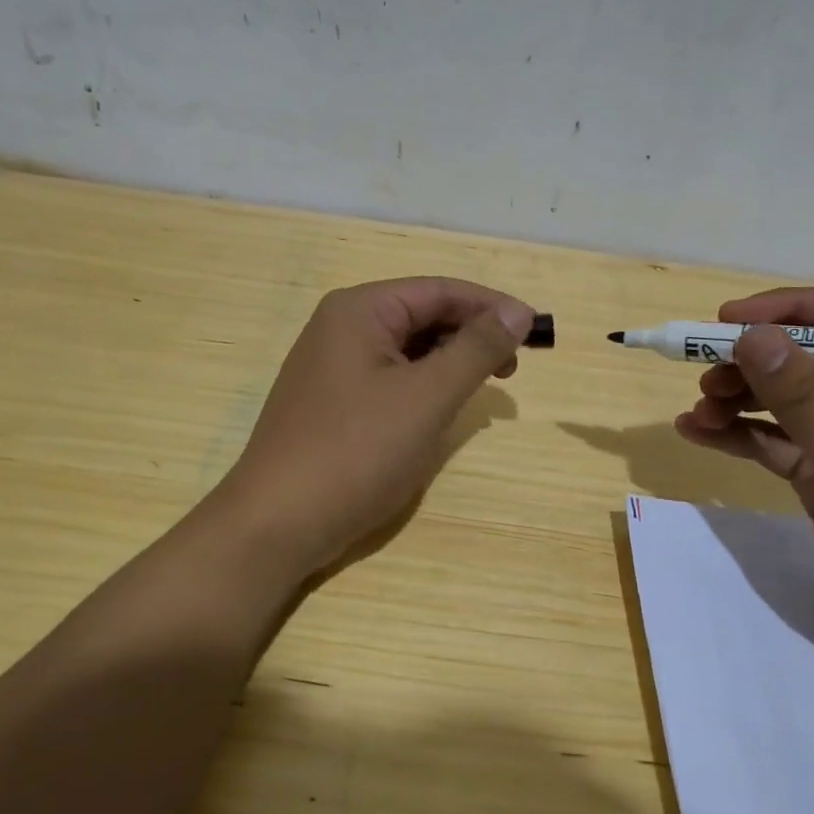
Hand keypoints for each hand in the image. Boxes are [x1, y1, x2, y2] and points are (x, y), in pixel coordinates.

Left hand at [214, 278, 532, 577]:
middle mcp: (341, 327)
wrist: (277, 523)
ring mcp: (331, 366)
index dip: (492, 307)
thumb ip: (475, 349)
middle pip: (422, 315)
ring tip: (482, 390)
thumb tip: (518, 311)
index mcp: (360, 310)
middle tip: (512, 369)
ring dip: (449, 363)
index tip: (537, 332)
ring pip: (406, 350)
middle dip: (471, 336)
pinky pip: (388, 378)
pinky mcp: (331, 402)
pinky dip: (422, 387)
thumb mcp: (427, 397)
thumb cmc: (357, 452)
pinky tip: (439, 411)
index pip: (440, 290)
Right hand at [673, 287, 813, 669]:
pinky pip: (777, 440)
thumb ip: (807, 401)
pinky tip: (696, 432)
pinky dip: (739, 435)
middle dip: (754, 363)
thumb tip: (753, 337)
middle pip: (811, 357)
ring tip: (697, 411)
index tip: (729, 319)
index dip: (790, 310)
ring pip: (788, 399)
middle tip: (703, 372)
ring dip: (739, 399)